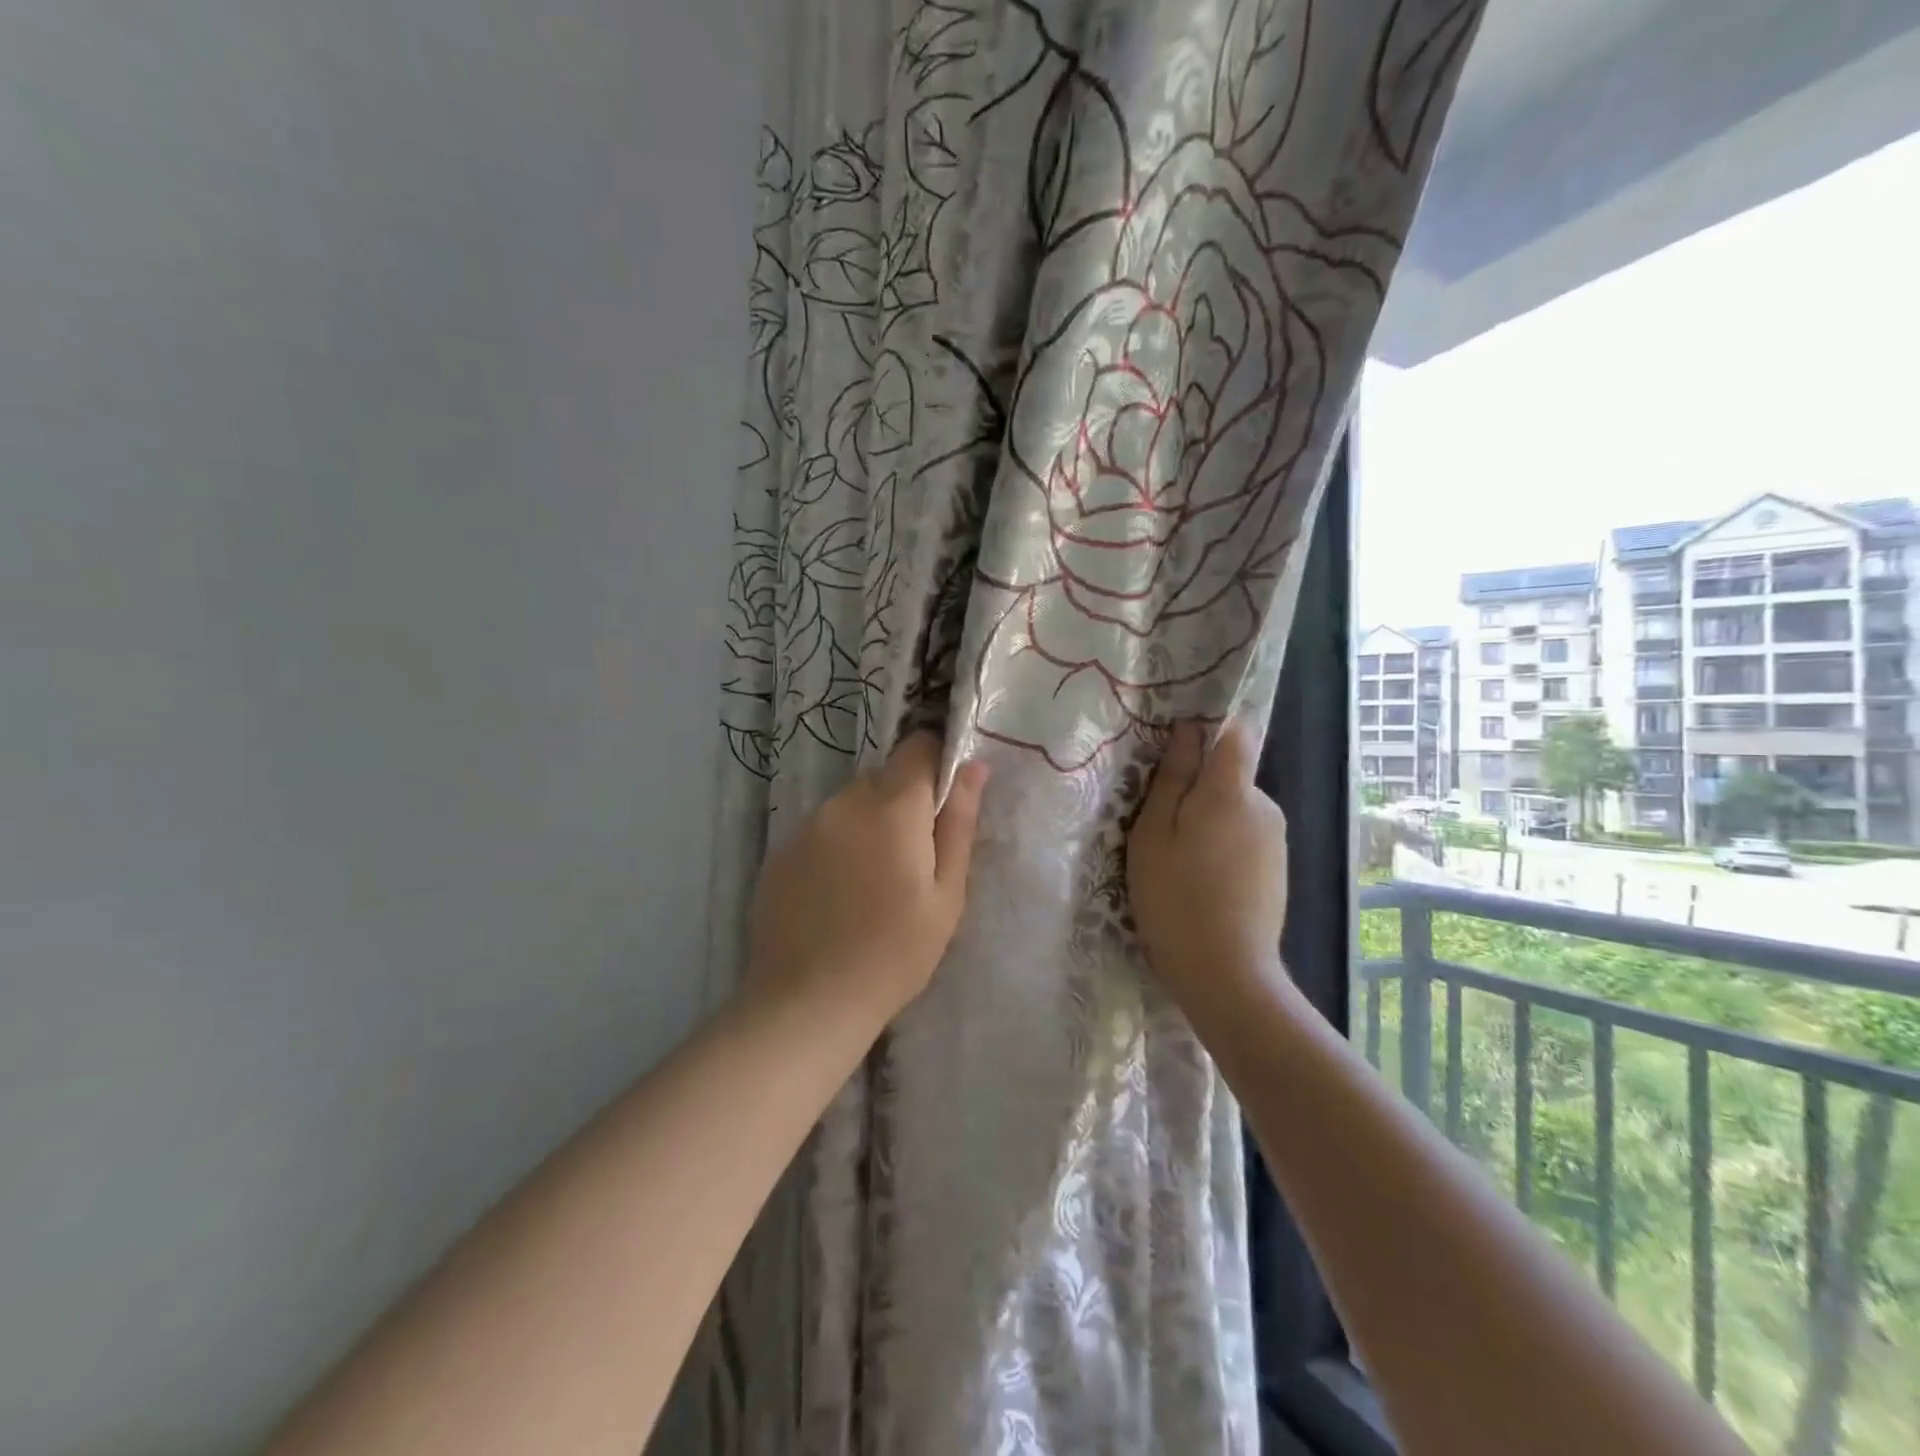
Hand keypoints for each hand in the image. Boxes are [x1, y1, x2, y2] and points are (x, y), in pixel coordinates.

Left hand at [747, 732, 988, 1025]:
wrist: (808, 1002)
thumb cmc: (895, 953)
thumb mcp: (946, 894)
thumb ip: (959, 824)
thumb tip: (973, 767)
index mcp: (892, 807)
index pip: (917, 748)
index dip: (936, 761)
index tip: (945, 800)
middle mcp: (844, 802)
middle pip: (883, 777)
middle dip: (903, 802)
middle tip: (914, 859)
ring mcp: (806, 826)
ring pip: (850, 804)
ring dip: (869, 824)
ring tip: (874, 882)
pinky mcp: (780, 852)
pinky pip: (821, 831)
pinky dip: (837, 847)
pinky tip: (839, 894)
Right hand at [1127, 719, 1288, 1009]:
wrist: (1226, 974)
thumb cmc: (1176, 897)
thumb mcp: (1154, 833)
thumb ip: (1173, 777)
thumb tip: (1188, 730)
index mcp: (1233, 791)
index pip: (1237, 732)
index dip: (1209, 729)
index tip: (1176, 750)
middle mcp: (1265, 805)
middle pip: (1230, 775)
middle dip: (1197, 788)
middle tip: (1158, 825)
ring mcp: (1276, 839)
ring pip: (1235, 808)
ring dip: (1207, 820)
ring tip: (1176, 860)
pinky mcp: (1278, 868)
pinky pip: (1244, 836)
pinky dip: (1222, 845)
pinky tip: (1201, 881)